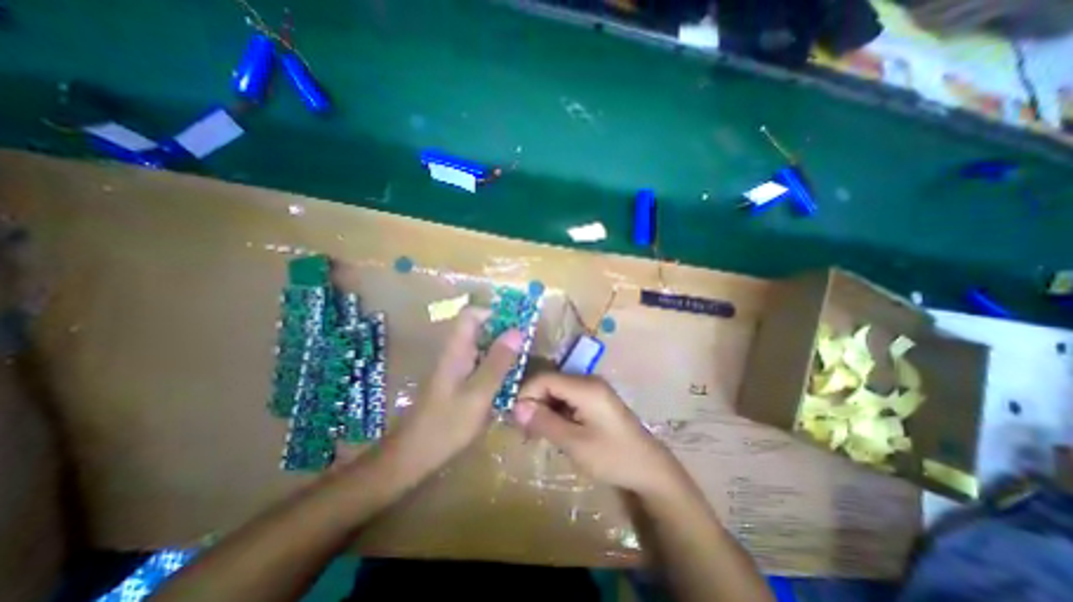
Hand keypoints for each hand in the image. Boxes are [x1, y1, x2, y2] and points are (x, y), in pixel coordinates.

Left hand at [381, 309, 525, 476]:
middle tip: (527, 345)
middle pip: (478, 328)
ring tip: (523, 360)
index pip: (471, 314)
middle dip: (503, 331)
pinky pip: (480, 363)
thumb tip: (517, 331)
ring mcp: (455, 367)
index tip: (517, 324)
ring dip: (501, 349)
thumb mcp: (479, 393)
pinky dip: (495, 365)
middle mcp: (455, 352)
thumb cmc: (447, 424)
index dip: (493, 312)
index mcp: (457, 349)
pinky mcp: (458, 381)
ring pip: (481, 346)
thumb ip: (498, 361)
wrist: (414, 455)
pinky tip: (508, 380)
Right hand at [512, 374, 681, 495]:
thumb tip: (517, 407)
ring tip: (535, 433)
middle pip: (551, 382)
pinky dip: (556, 411)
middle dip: (534, 402)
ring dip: (544, 408)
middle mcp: (588, 381)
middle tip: (524, 429)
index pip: (545, 378)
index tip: (514, 417)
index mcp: (585, 386)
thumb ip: (544, 422)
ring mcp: (593, 389)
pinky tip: (553, 429)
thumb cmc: (612, 457)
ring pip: (557, 391)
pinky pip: (568, 398)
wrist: (650, 469)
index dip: (526, 394)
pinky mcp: (595, 399)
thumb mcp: (574, 443)